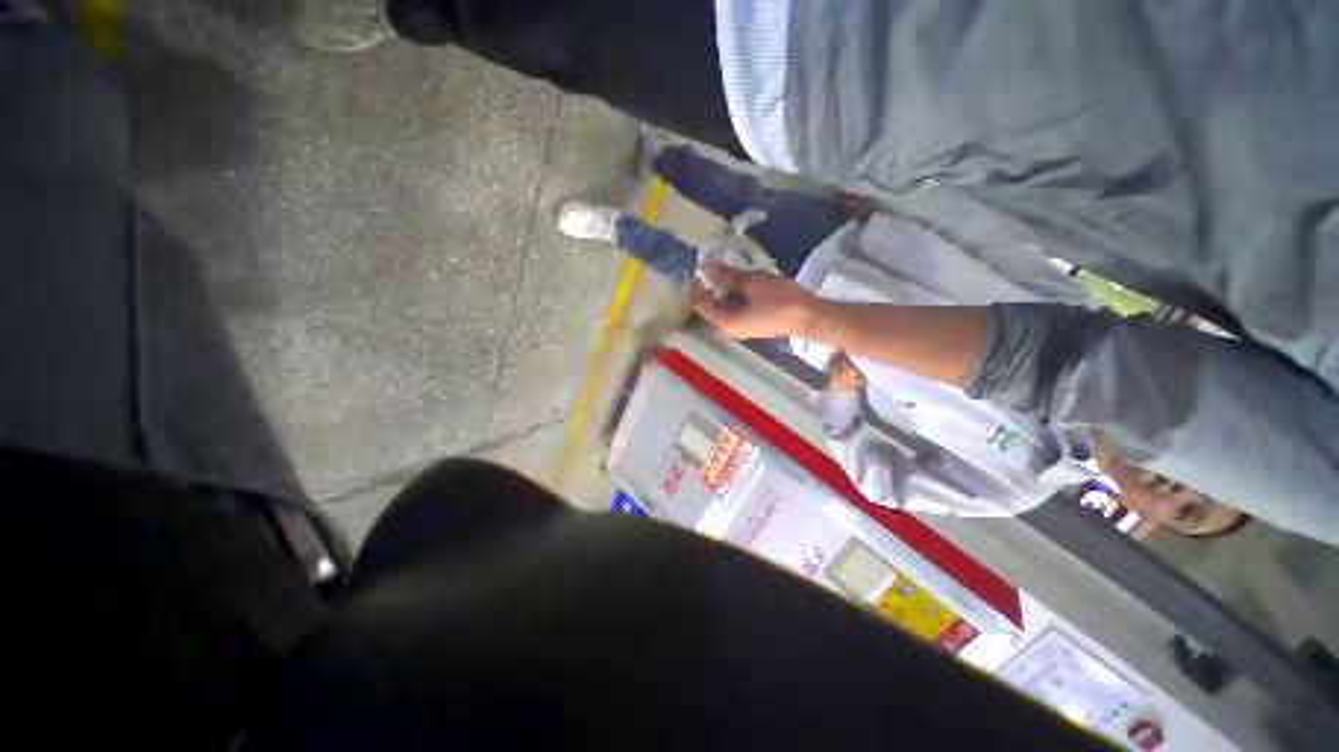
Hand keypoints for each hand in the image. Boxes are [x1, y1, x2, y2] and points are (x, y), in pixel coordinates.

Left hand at [691, 262, 820, 339]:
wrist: (810, 317)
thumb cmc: (780, 300)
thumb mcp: (752, 283)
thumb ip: (727, 276)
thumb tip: (706, 266)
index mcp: (724, 322)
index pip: (700, 304)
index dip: (696, 285)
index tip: (699, 266)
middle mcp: (728, 329)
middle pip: (711, 307)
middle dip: (710, 286)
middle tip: (712, 263)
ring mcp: (741, 328)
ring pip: (723, 307)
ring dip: (723, 289)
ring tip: (726, 268)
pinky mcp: (751, 324)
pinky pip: (734, 309)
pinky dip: (733, 295)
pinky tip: (740, 280)